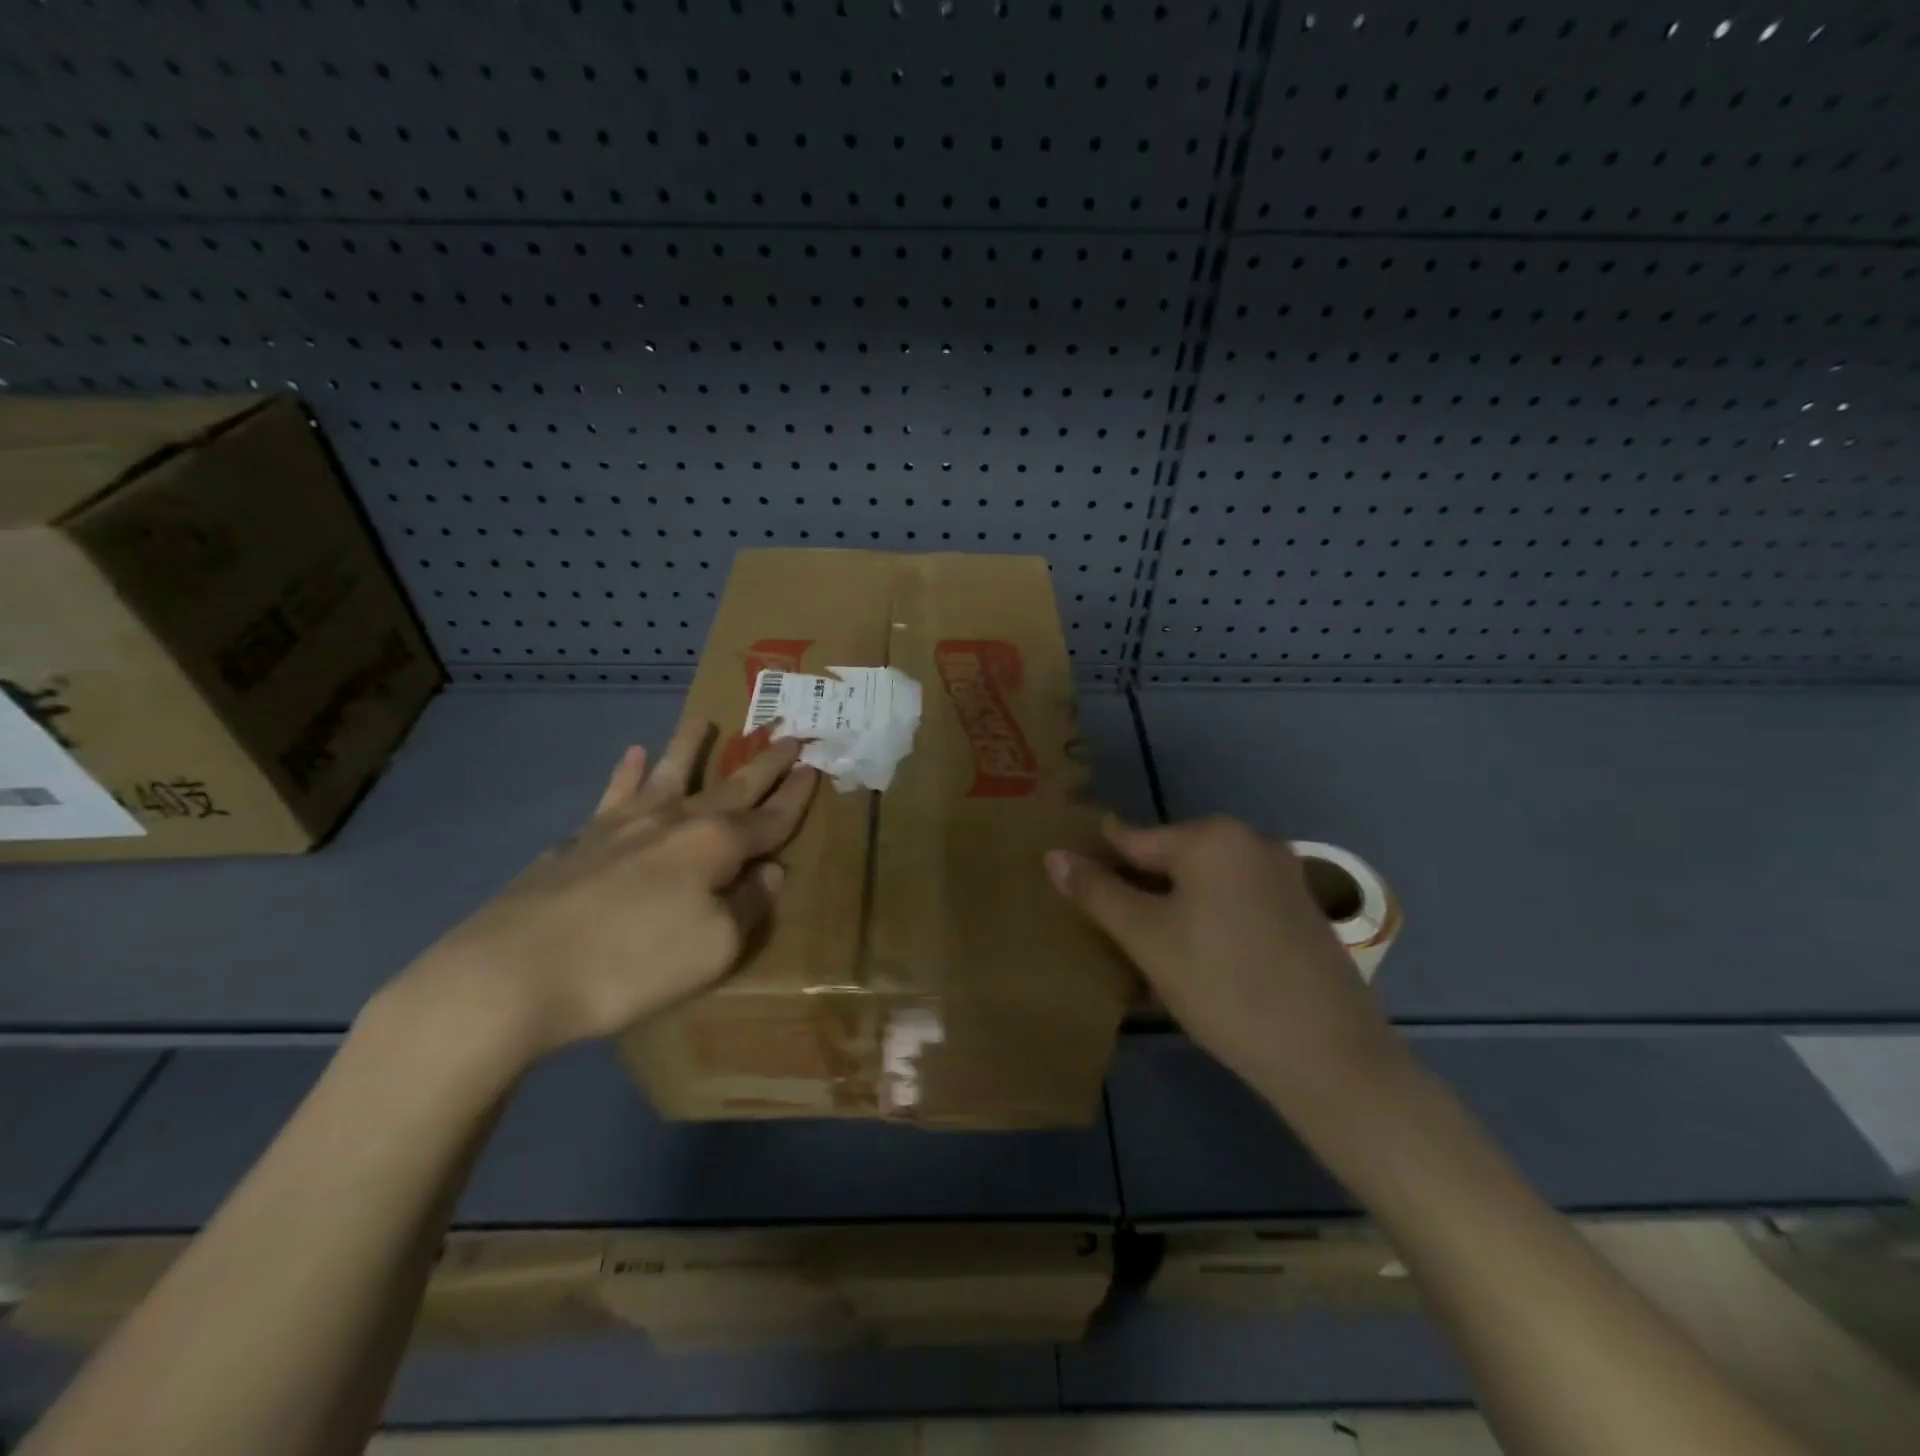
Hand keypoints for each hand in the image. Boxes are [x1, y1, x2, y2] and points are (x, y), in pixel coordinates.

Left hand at [389, 725, 816, 1065]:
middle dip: (764, 762)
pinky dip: (625, 773)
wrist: (513, 974)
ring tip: (703, 719)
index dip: (797, 796)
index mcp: (715, 846)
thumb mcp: (714, 949)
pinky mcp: (581, 840)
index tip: (816, 767)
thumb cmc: (631, 965)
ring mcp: (623, 825)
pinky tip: (630, 756)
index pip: (770, 818)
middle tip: (788, 733)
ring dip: (690, 747)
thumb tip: (769, 873)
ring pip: (668, 774)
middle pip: (731, 786)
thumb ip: (749, 907)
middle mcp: (675, 822)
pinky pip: (613, 794)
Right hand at [1045, 816, 1402, 1108]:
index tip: (1071, 876)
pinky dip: (1209, 920)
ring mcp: (1284, 875)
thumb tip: (1053, 854)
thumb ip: (1097, 892)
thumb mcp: (1146, 938)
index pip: (1133, 838)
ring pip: (1205, 883)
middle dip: (1138, 888)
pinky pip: (1237, 902)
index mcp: (1212, 837)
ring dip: (1172, 907)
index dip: (1098, 859)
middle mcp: (1251, 842)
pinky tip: (1199, 960)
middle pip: (1172, 858)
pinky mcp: (1303, 911)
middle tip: (1108, 928)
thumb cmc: (1222, 986)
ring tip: (1147, 948)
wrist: (1329, 1057)